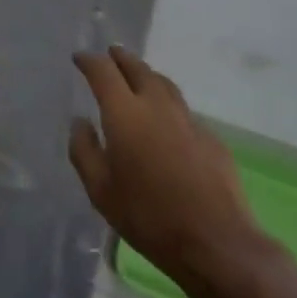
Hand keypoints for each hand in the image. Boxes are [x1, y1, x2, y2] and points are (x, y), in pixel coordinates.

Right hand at [69, 47, 273, 297]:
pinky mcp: (211, 138)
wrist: (217, 243)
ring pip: (164, 84)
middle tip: (111, 54)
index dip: (89, 60)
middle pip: (137, 68)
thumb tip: (80, 122)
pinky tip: (167, 122)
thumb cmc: (149, 217)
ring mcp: (188, 119)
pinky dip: (168, 106)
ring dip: (147, 75)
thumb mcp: (100, 191)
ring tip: (139, 78)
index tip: (79, 58)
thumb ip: (84, 151)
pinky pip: (183, 111)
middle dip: (121, 58)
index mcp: (124, 112)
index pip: (103, 71)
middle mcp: (156, 105)